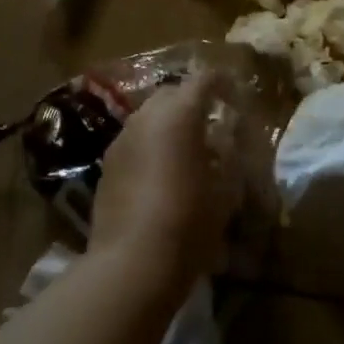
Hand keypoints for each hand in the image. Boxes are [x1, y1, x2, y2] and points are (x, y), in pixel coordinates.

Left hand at [90, 71, 239, 288]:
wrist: (131, 264)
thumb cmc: (189, 223)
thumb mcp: (226, 190)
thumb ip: (229, 156)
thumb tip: (227, 141)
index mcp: (179, 115)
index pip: (204, 79)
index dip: (222, 82)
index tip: (236, 94)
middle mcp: (146, 117)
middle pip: (172, 93)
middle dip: (193, 100)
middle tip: (213, 122)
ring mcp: (121, 140)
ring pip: (149, 116)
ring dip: (170, 123)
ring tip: (188, 149)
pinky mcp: (107, 165)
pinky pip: (135, 141)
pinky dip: (152, 144)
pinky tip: (163, 172)